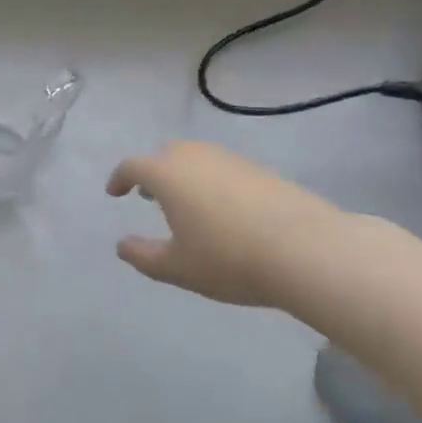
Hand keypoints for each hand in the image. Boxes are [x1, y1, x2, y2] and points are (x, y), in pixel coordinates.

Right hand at [107, 141, 374, 308]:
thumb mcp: (177, 267)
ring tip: (187, 204)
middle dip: (153, 172)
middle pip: (165, 154)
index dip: (119, 179)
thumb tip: (122, 246)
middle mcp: (195, 156)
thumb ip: (143, 256)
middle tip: (150, 196)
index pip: (132, 166)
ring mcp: (231, 159)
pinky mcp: (261, 170)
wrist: (306, 249)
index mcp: (167, 174)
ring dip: (184, 175)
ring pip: (197, 158)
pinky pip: (224, 168)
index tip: (114, 192)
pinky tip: (225, 211)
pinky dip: (213, 182)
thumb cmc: (228, 258)